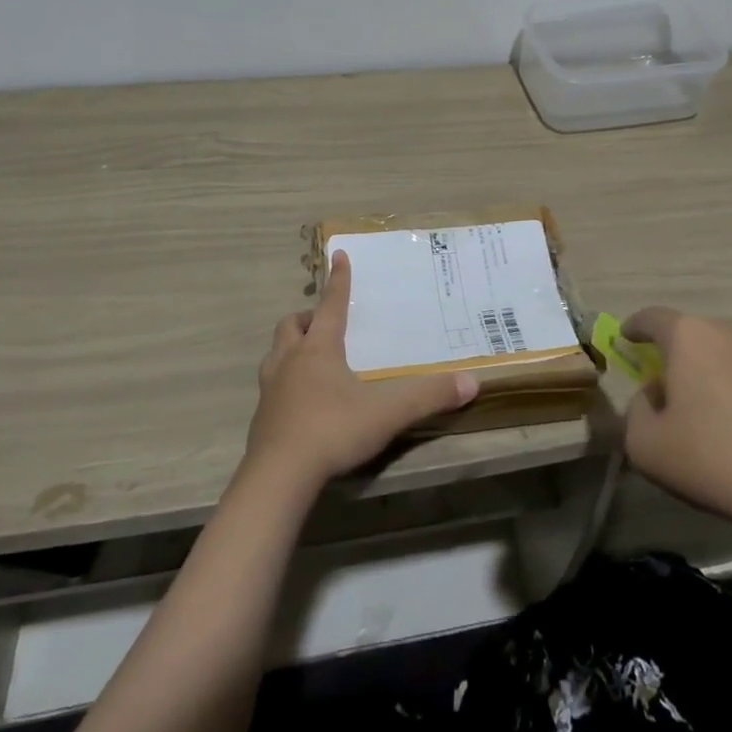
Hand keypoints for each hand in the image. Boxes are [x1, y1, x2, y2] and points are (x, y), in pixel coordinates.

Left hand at [246, 251, 478, 490]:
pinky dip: (285, 384)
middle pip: (292, 324)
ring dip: (290, 348)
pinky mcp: (261, 419)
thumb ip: (428, 396)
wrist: (278, 477)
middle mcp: (290, 360)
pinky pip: (271, 387)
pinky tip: (301, 402)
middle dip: (307, 317)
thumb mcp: (387, 413)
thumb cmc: (333, 430)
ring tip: (308, 358)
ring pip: (275, 353)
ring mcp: (271, 389)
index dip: (338, 280)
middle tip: (322, 322)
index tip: (339, 255)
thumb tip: (471, 383)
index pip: (331, 304)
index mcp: (319, 349)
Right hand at [621, 307, 731, 547]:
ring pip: (719, 356)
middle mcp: (726, 334)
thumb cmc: (712, 458)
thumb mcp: (645, 444)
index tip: (625, 338)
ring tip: (697, 412)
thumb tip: (651, 398)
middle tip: (658, 383)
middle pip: (688, 335)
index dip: (633, 327)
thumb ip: (634, 411)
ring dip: (703, 374)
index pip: (651, 317)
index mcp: (687, 336)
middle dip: (670, 354)